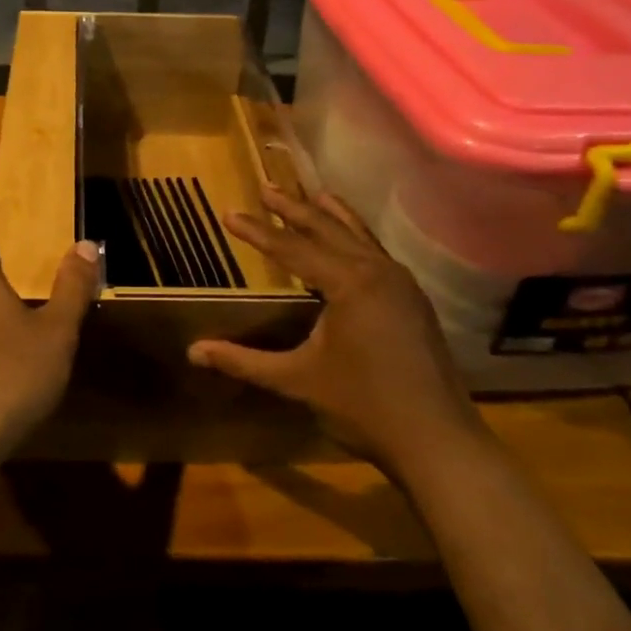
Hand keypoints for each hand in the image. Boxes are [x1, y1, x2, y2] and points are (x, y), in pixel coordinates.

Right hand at [187, 187, 480, 466]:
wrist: (437, 442)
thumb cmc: (363, 407)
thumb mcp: (296, 381)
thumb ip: (244, 361)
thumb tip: (192, 352)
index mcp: (349, 283)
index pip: (292, 248)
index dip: (257, 232)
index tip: (228, 213)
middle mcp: (377, 271)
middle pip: (328, 230)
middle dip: (294, 209)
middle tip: (266, 188)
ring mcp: (402, 283)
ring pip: (359, 237)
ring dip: (331, 216)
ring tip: (311, 194)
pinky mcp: (413, 300)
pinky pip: (377, 254)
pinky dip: (355, 237)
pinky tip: (350, 241)